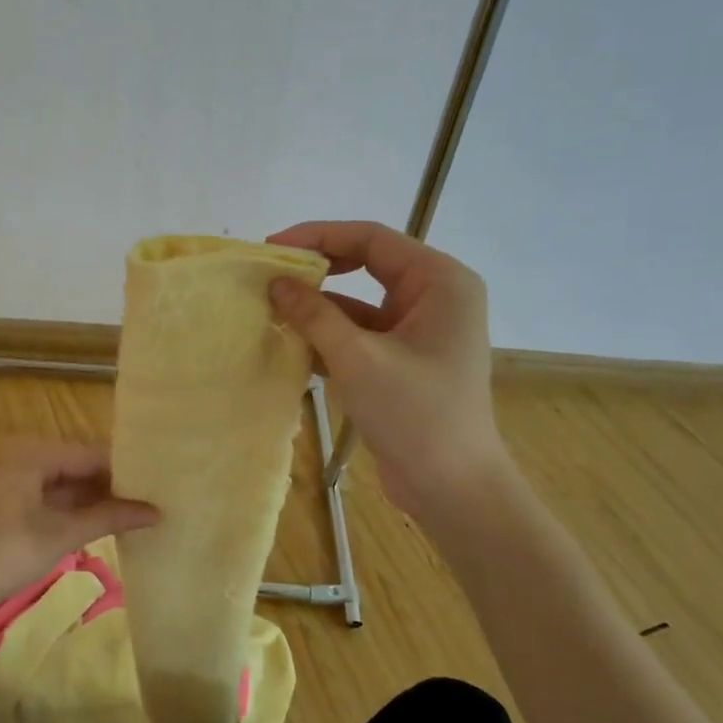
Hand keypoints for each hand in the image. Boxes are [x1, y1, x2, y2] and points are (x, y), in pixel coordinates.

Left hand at [0, 442, 158, 631]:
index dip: (130, 468)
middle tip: (166, 495)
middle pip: (87, 467)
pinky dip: (89, 514)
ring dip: (108, 500)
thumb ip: (109, 518)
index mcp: (36, 455)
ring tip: (153, 509)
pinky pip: (66, 503)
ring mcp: (27, 485)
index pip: (95, 454)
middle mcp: (32, 460)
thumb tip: (157, 512)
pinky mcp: (25, 509)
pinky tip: (121, 524)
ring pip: (78, 487)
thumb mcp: (58, 537)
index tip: (168, 480)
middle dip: (122, 484)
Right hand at [267, 220, 507, 516]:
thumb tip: (276, 283)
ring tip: (271, 310)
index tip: (271, 247)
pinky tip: (292, 344)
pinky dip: (329, 337)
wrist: (452, 487)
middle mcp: (434, 296)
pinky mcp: (404, 360)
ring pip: (360, 303)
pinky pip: (361, 334)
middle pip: (366, 265)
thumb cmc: (414, 414)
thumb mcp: (357, 359)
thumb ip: (314, 315)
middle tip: (270, 277)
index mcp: (439, 281)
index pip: (371, 239)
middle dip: (317, 271)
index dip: (318, 236)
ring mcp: (420, 330)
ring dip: (319, 308)